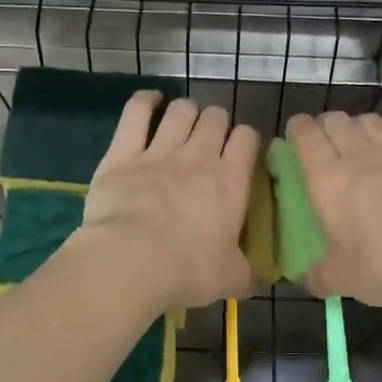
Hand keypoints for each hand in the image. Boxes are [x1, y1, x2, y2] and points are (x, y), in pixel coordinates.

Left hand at [71, 92, 259, 309]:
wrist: (131, 261)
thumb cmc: (187, 270)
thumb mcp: (230, 279)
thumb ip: (246, 274)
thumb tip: (258, 280)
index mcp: (231, 181)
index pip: (247, 138)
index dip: (245, 139)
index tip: (239, 152)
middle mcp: (199, 156)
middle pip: (215, 117)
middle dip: (216, 123)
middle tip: (209, 141)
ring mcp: (160, 150)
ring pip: (182, 110)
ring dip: (186, 112)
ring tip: (182, 123)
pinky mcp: (123, 152)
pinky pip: (136, 111)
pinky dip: (145, 101)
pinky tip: (150, 102)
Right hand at [286, 103, 381, 306]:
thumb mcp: (340, 280)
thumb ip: (318, 276)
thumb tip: (308, 279)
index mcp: (329, 180)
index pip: (305, 137)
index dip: (297, 129)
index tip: (295, 135)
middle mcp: (362, 156)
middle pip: (338, 121)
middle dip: (327, 126)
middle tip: (327, 145)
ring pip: (374, 121)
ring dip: (362, 124)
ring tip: (361, 138)